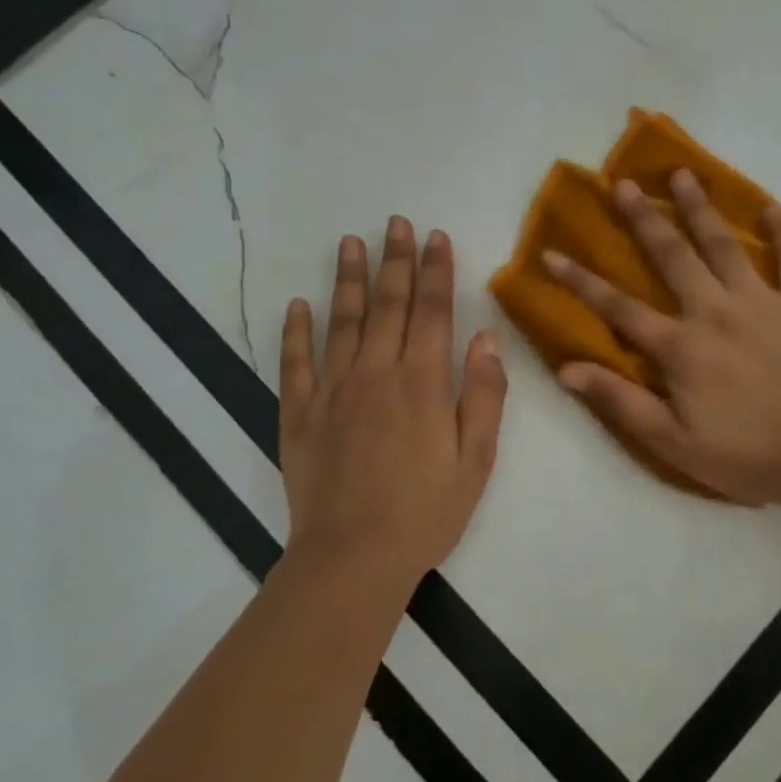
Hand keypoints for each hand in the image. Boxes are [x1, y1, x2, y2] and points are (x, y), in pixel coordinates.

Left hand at [280, 217, 506, 594]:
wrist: (353, 559)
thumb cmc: (425, 512)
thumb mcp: (476, 460)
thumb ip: (484, 395)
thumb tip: (485, 338)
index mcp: (423, 382)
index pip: (433, 311)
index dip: (436, 270)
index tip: (436, 237)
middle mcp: (376, 373)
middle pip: (388, 304)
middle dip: (395, 260)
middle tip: (396, 222)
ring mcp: (332, 391)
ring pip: (342, 322)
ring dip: (348, 279)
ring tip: (351, 242)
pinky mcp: (299, 414)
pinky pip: (295, 363)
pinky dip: (295, 331)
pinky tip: (298, 304)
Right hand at [546, 170, 780, 506]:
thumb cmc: (745, 456)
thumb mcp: (672, 442)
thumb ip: (621, 402)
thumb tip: (567, 369)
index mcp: (681, 347)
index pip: (619, 307)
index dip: (581, 281)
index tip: (551, 253)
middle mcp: (716, 311)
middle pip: (673, 255)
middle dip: (644, 218)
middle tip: (624, 183)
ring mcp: (761, 303)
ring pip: (725, 245)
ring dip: (701, 208)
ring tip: (684, 174)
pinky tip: (771, 208)